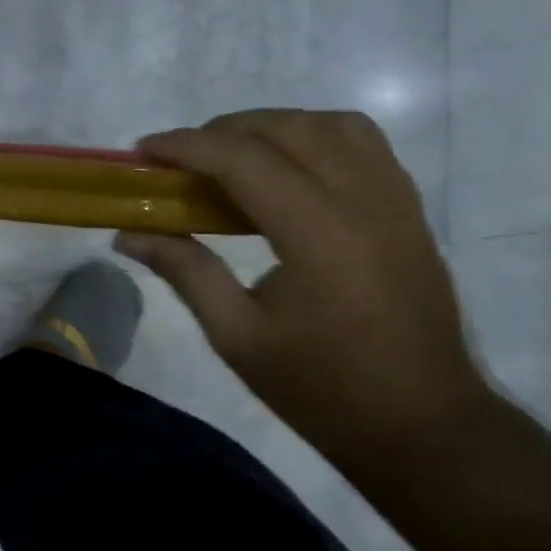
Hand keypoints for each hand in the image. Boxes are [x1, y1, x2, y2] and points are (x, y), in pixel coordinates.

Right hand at [115, 110, 493, 470]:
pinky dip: (315, 140)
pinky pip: (364, 146)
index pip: (243, 160)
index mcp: (319, 233)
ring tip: (231, 158)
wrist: (422, 424)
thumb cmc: (320, 387)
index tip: (143, 150)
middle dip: (224, 130)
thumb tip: (128, 235)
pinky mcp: (410, 213)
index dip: (186, 146)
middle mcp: (364, 201)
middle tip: (178, 159)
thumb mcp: (237, 335)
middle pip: (289, 128)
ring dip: (274, 127)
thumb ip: (185, 271)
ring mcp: (396, 202)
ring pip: (333, 126)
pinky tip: (285, 174)